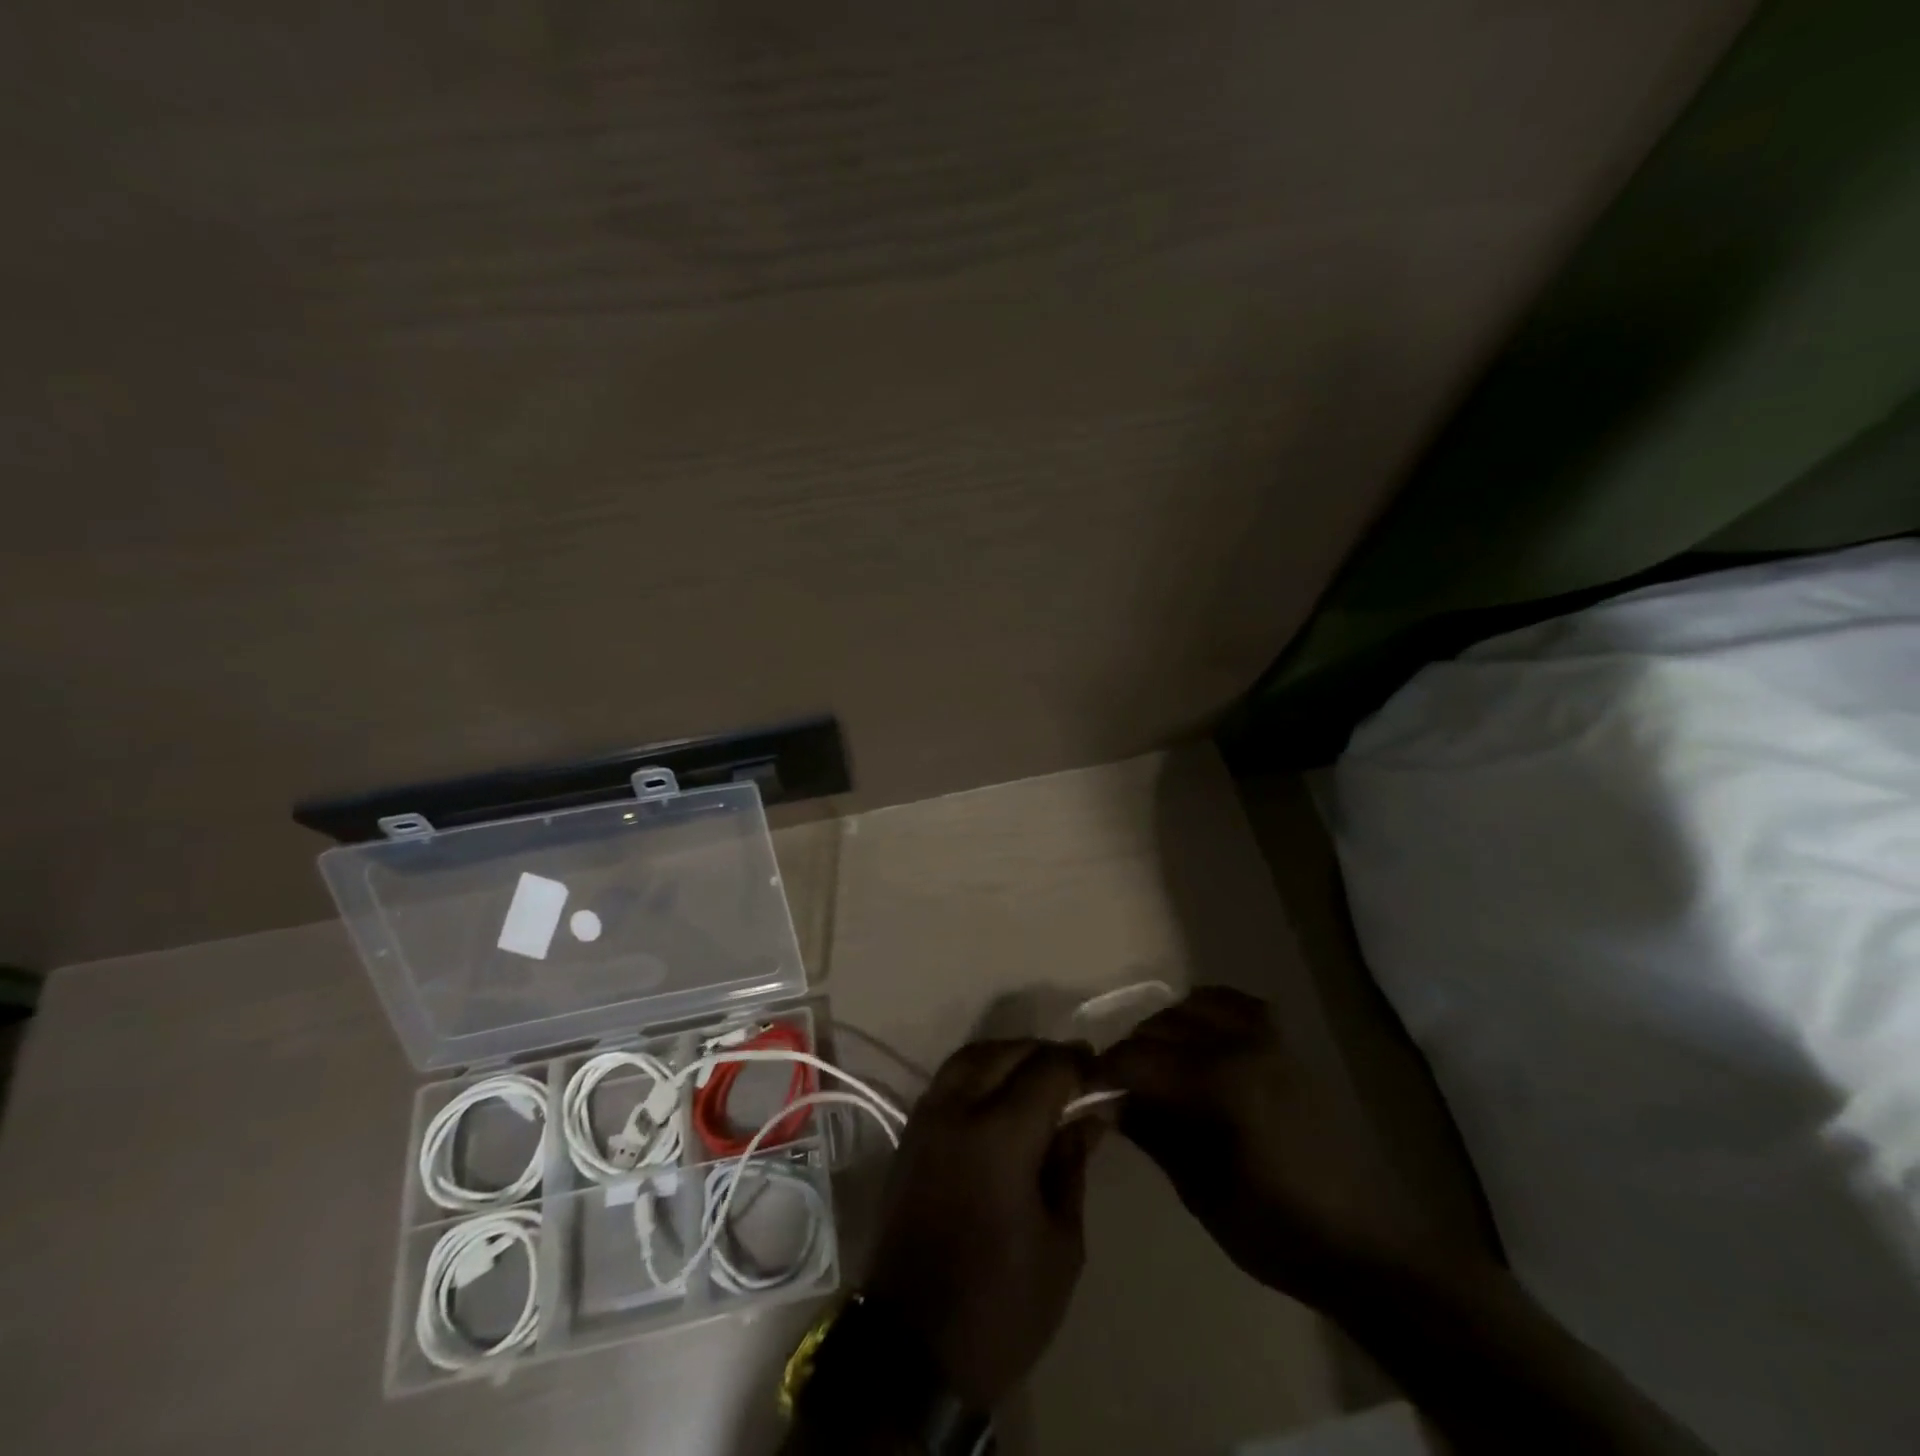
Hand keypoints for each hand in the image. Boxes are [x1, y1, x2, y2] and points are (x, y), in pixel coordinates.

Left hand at [862, 1039, 1100, 1406]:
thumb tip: (1091, 1116)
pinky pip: (948, 1079)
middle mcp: (958, 1110)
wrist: (915, 1348)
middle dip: (1044, 1053)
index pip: (1047, 1069)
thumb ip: (1072, 1165)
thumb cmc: (1002, 1305)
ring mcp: (927, 1118)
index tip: (1101, 1073)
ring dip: (1007, 1055)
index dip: (1079, 1064)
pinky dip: (978, 1071)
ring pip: (971, 1056)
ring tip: (1038, 1077)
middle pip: (1006, 1052)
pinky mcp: (910, 1134)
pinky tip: (999, 1095)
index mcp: (1001, 1136)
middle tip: (1075, 1072)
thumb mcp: (1061, 1243)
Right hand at [1098, 987, 1472, 1312]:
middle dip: (1130, 1051)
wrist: (1368, 1246)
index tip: (1082, 1088)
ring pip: (1195, 1005)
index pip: (1138, 1059)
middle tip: (1114, 1084)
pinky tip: (1197, 1036)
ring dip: (1165, 1027)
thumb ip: (1153, 1132)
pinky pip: (1237, 1004)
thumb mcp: (1202, 1190)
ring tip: (1153, 1061)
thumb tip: (1109, 1100)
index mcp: (1220, 1083)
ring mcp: (1270, 1038)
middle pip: (1162, 1027)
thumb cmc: (1279, 1231)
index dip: (1102, 1071)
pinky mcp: (1289, 1044)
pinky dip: (1206, 1010)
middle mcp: (1242, 1044)